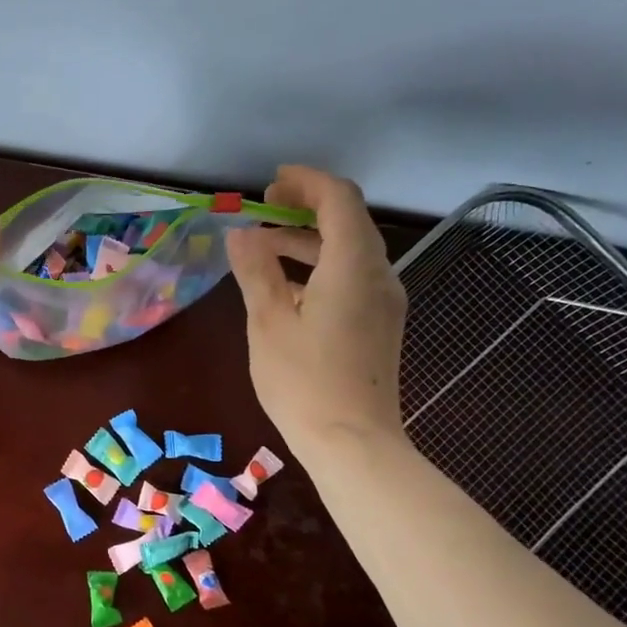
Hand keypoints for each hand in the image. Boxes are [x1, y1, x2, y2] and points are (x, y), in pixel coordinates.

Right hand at [225, 166, 408, 455]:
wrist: (354, 443)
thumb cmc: (303, 382)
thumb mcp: (268, 322)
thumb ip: (255, 271)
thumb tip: (241, 234)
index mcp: (352, 265)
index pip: (338, 198)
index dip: (306, 182)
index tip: (271, 185)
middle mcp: (379, 274)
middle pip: (348, 220)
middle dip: (306, 208)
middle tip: (264, 211)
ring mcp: (385, 301)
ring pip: (351, 250)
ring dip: (310, 240)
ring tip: (264, 249)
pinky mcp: (381, 324)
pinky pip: (354, 276)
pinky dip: (321, 267)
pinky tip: (288, 287)